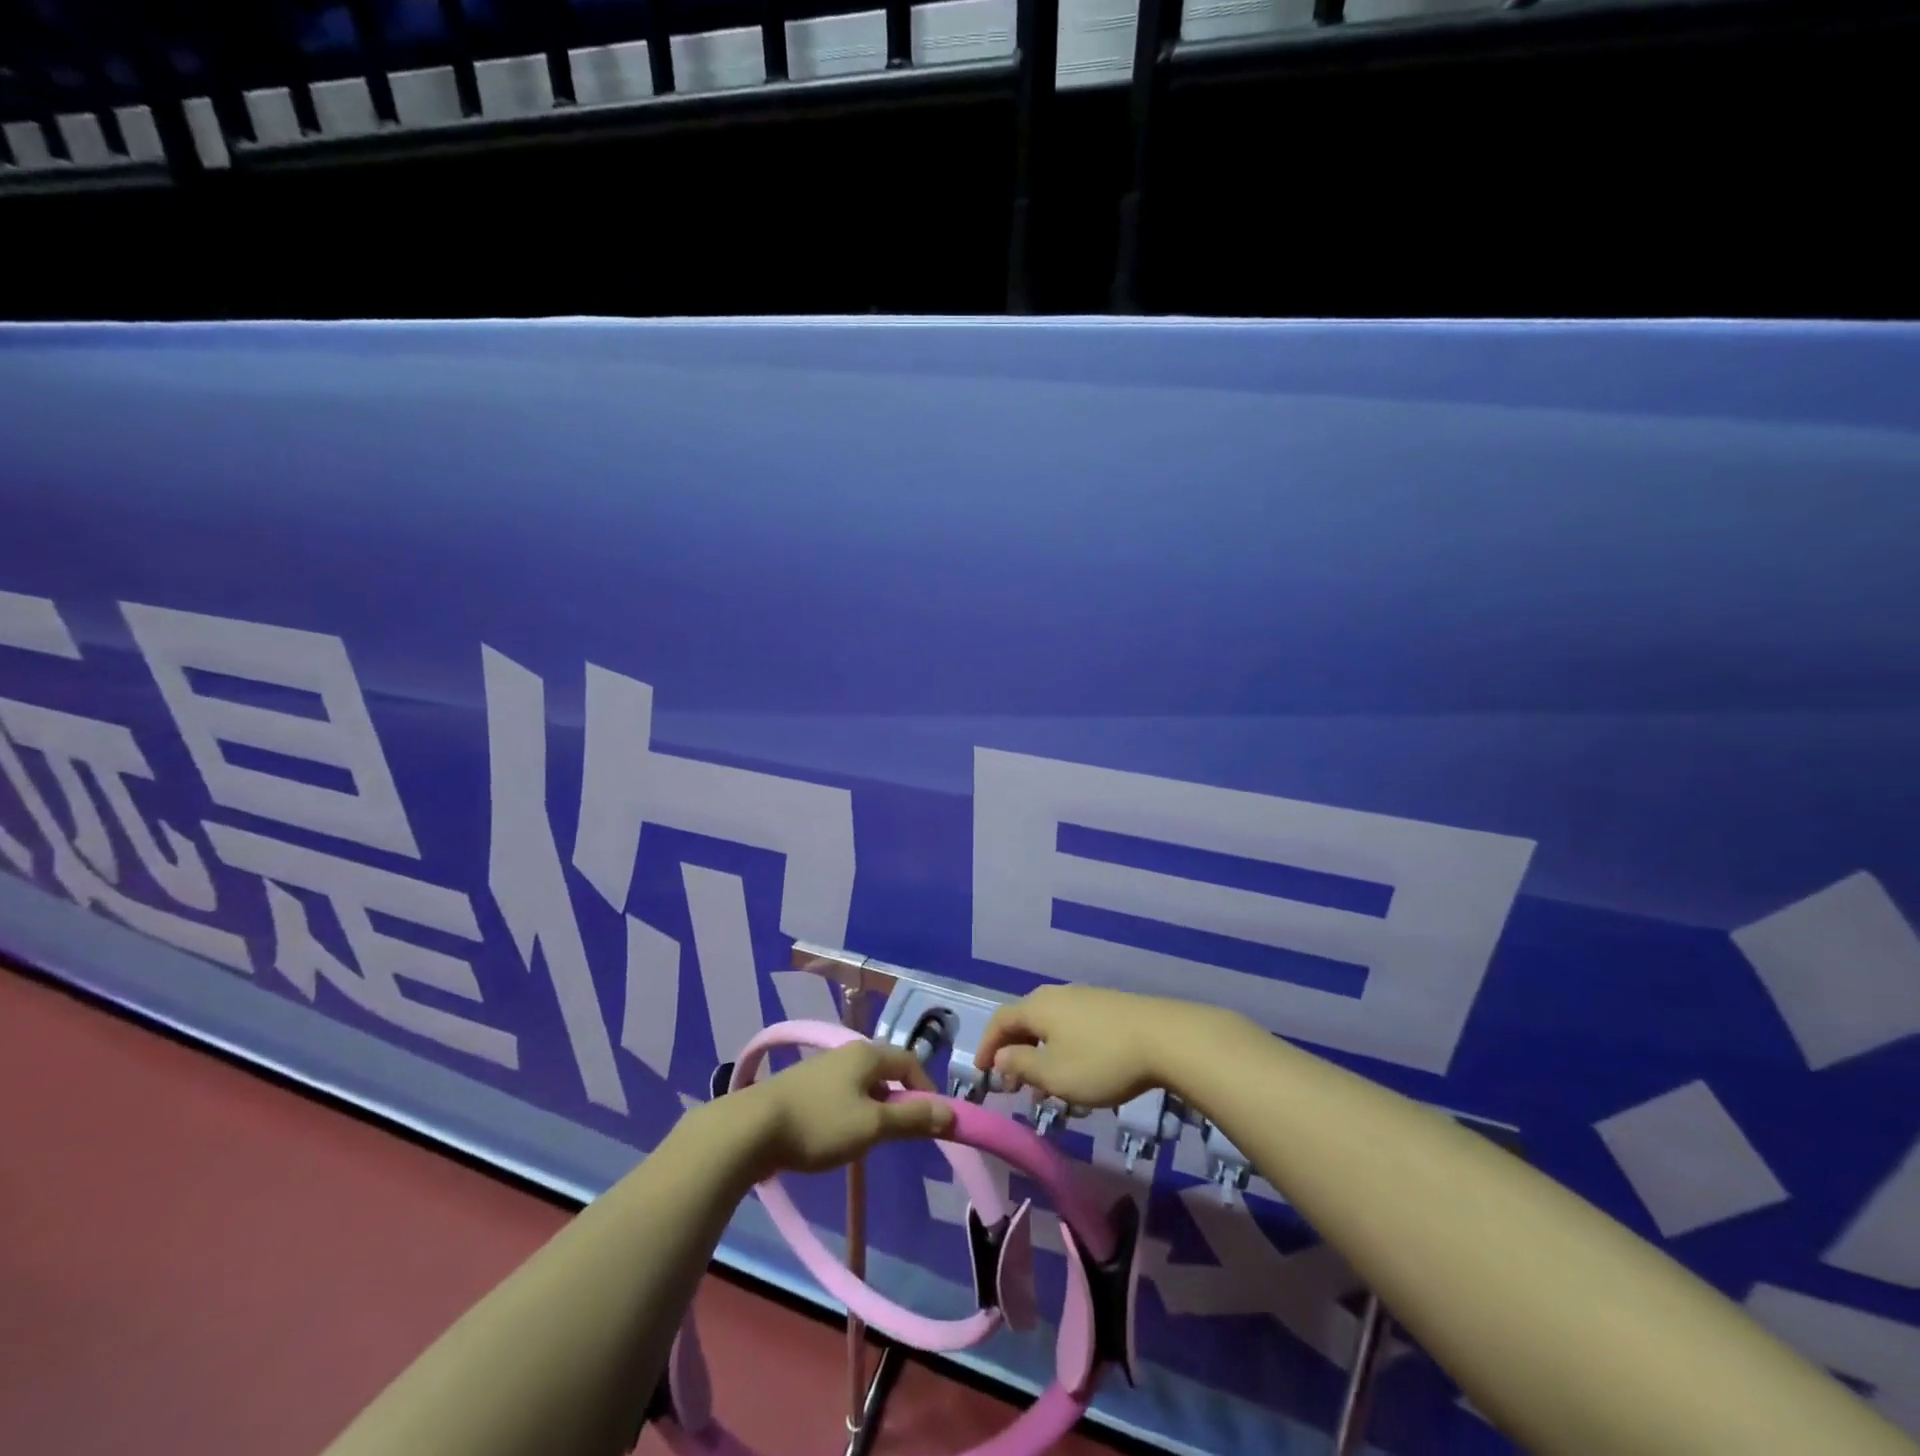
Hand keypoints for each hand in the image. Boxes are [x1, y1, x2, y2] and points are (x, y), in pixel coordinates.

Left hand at [735, 1040, 956, 1177]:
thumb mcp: (872, 1126)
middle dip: (900, 1100)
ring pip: (863, 1085)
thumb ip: (912, 1118)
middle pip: (886, 1071)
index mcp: (867, 1053)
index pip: (910, 1062)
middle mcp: (847, 1052)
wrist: (751, 1130)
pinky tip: (839, 1138)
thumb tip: (951, 1113)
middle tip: (902, 1135)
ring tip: (871, 1141)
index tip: (931, 1122)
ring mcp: (822, 1068)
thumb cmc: (819, 1124)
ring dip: (875, 1108)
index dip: (926, 1089)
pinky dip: (851, 1112)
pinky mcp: (803, 1088)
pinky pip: (841, 1095)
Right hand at [975, 984, 1230, 1109]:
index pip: (1000, 1020)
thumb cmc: (1101, 1060)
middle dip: (1014, 1052)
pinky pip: (1072, 1026)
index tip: (983, 1073)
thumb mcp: (1055, 1074)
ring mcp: (1085, 997)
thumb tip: (1002, 1056)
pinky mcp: (1108, 1007)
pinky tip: (1077, 1072)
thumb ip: (1022, 1064)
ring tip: (1046, 1087)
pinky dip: (1062, 1048)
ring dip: (1040, 1053)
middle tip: (1013, 1085)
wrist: (1165, 1038)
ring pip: (1050, 1025)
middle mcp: (1056, 995)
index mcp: (1037, 1007)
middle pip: (1025, 1020)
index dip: (987, 1046)